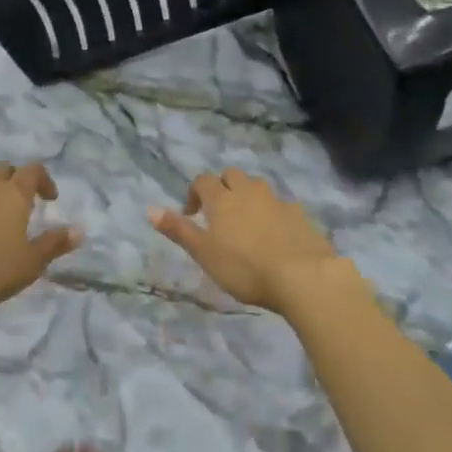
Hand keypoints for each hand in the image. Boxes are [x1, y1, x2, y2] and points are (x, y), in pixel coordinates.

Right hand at [150, 168, 363, 314]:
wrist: (302, 276)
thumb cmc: (244, 267)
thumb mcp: (204, 253)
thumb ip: (178, 230)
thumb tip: (149, 209)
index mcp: (222, 198)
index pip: (203, 181)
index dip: (195, 193)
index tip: (192, 215)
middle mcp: (249, 191)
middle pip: (232, 175)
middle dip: (223, 187)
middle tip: (220, 214)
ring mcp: (276, 201)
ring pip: (257, 187)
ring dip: (248, 197)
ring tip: (246, 224)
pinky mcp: (299, 215)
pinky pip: (280, 205)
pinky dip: (272, 213)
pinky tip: (274, 236)